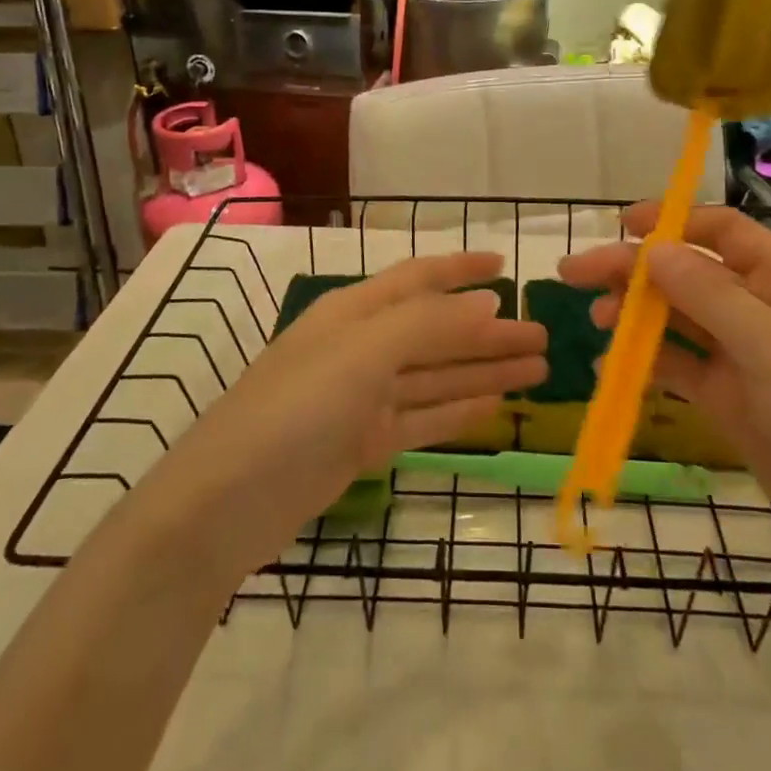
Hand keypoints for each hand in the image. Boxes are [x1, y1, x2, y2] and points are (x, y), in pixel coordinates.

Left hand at [158, 252, 546, 573]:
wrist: (226, 503)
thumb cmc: (295, 409)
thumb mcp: (361, 353)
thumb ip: (427, 324)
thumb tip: (488, 301)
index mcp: (354, 312)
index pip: (418, 279)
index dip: (461, 270)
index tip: (506, 267)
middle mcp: (359, 348)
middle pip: (436, 332)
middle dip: (488, 331)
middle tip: (544, 336)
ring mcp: (360, 399)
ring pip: (435, 376)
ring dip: (483, 371)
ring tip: (537, 369)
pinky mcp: (362, 444)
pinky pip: (422, 418)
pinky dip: (457, 410)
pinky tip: (494, 406)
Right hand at [558, 205, 770, 587]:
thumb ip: (711, 297)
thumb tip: (653, 249)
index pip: (724, 233)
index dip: (672, 222)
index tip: (619, 226)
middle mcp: (765, 313)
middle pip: (690, 276)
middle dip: (634, 271)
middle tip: (574, 274)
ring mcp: (748, 361)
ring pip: (680, 322)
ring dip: (635, 316)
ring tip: (595, 322)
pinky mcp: (734, 404)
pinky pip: (681, 371)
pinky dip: (646, 364)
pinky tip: (610, 368)